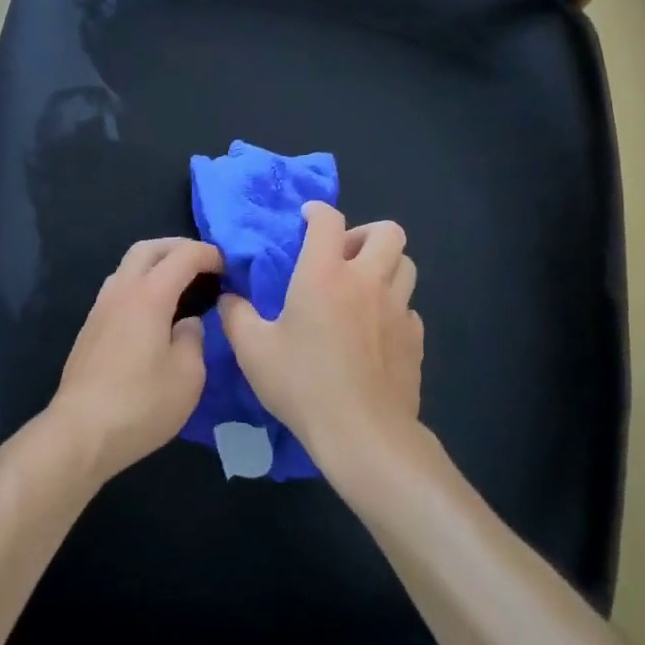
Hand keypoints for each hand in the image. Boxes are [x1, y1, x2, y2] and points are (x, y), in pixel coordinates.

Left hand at [49, 237, 223, 482]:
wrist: (80, 434)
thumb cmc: (141, 404)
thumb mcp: (188, 375)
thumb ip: (193, 338)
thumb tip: (186, 323)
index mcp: (149, 295)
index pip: (183, 256)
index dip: (208, 254)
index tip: (227, 265)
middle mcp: (121, 292)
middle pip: (147, 249)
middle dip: (177, 247)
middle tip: (202, 263)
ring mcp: (100, 309)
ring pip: (127, 267)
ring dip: (155, 265)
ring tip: (179, 286)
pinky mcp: (89, 330)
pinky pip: (118, 290)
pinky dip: (140, 286)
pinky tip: (154, 314)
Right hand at [218, 202, 423, 468]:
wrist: (362, 433)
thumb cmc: (303, 385)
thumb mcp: (253, 351)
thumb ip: (236, 316)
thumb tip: (229, 297)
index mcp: (325, 274)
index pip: (328, 220)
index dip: (317, 211)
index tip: (307, 218)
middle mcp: (367, 281)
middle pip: (387, 232)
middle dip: (365, 234)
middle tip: (344, 257)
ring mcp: (398, 308)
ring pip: (406, 264)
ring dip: (385, 266)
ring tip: (363, 288)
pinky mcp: (415, 337)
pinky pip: (409, 306)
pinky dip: (394, 306)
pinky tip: (375, 331)